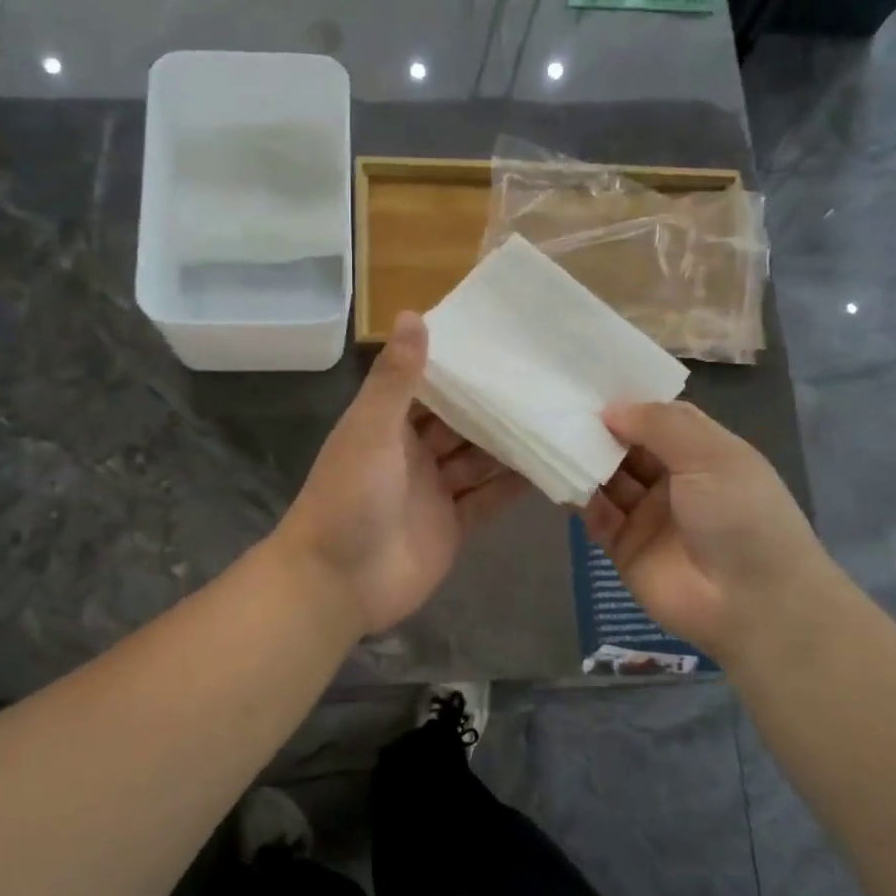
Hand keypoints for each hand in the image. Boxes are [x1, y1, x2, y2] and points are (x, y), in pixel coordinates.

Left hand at [276, 313, 529, 634]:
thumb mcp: (371, 430)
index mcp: (390, 425)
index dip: (462, 366)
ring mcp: (435, 491)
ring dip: (511, 443)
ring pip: (479, 460)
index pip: (431, 386)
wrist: (336, 582)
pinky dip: (513, 486)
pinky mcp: (453, 526)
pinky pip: (488, 500)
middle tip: (547, 378)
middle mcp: (414, 453)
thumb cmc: (347, 497)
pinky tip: (550, 465)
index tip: (505, 341)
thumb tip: (412, 312)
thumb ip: (396, 378)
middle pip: (462, 423)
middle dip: (496, 405)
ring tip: (558, 415)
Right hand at [581, 401, 831, 658]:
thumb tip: (610, 408)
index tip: (586, 384)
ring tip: (550, 440)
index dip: (627, 404)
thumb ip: (659, 425)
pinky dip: (579, 499)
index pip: (657, 419)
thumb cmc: (741, 516)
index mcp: (702, 453)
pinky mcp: (623, 547)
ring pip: (607, 480)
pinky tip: (560, 481)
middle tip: (557, 409)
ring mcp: (646, 515)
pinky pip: (596, 516)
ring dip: (585, 462)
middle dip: (598, 431)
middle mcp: (673, 480)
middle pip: (626, 448)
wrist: (752, 603)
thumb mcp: (710, 456)